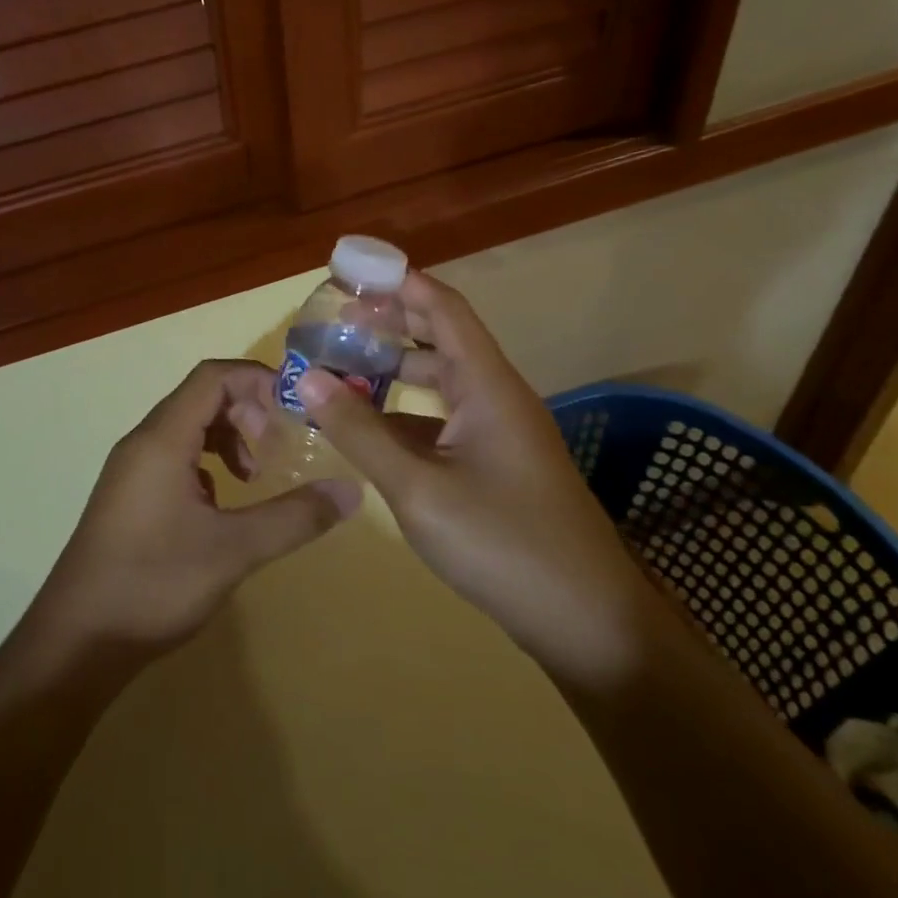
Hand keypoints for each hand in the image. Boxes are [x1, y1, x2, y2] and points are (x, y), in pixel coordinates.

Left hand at [27, 359, 359, 655]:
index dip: (258, 382)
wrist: (76, 641)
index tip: (296, 411)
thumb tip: (352, 491)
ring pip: (187, 428)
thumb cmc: (154, 583)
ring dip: (228, 438)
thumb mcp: (234, 550)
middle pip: (201, 398)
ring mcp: (132, 470)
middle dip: (247, 412)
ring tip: (254, 478)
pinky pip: (174, 457)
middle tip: (276, 450)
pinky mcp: (129, 496)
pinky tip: (221, 506)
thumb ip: (294, 517)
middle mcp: (143, 442)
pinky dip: (207, 464)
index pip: (213, 377)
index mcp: (162, 438)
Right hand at [293, 274, 654, 686]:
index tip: (350, 273)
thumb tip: (307, 378)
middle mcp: (495, 396)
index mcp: (487, 384)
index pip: (442, 307)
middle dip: (388, 324)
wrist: (590, 625)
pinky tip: (368, 430)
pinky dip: (403, 415)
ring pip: (440, 383)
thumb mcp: (418, 488)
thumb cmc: (504, 544)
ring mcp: (498, 433)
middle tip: (333, 322)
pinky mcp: (495, 466)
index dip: (399, 282)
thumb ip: (360, 431)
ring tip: (339, 370)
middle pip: (439, 339)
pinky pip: (442, 421)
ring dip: (393, 371)